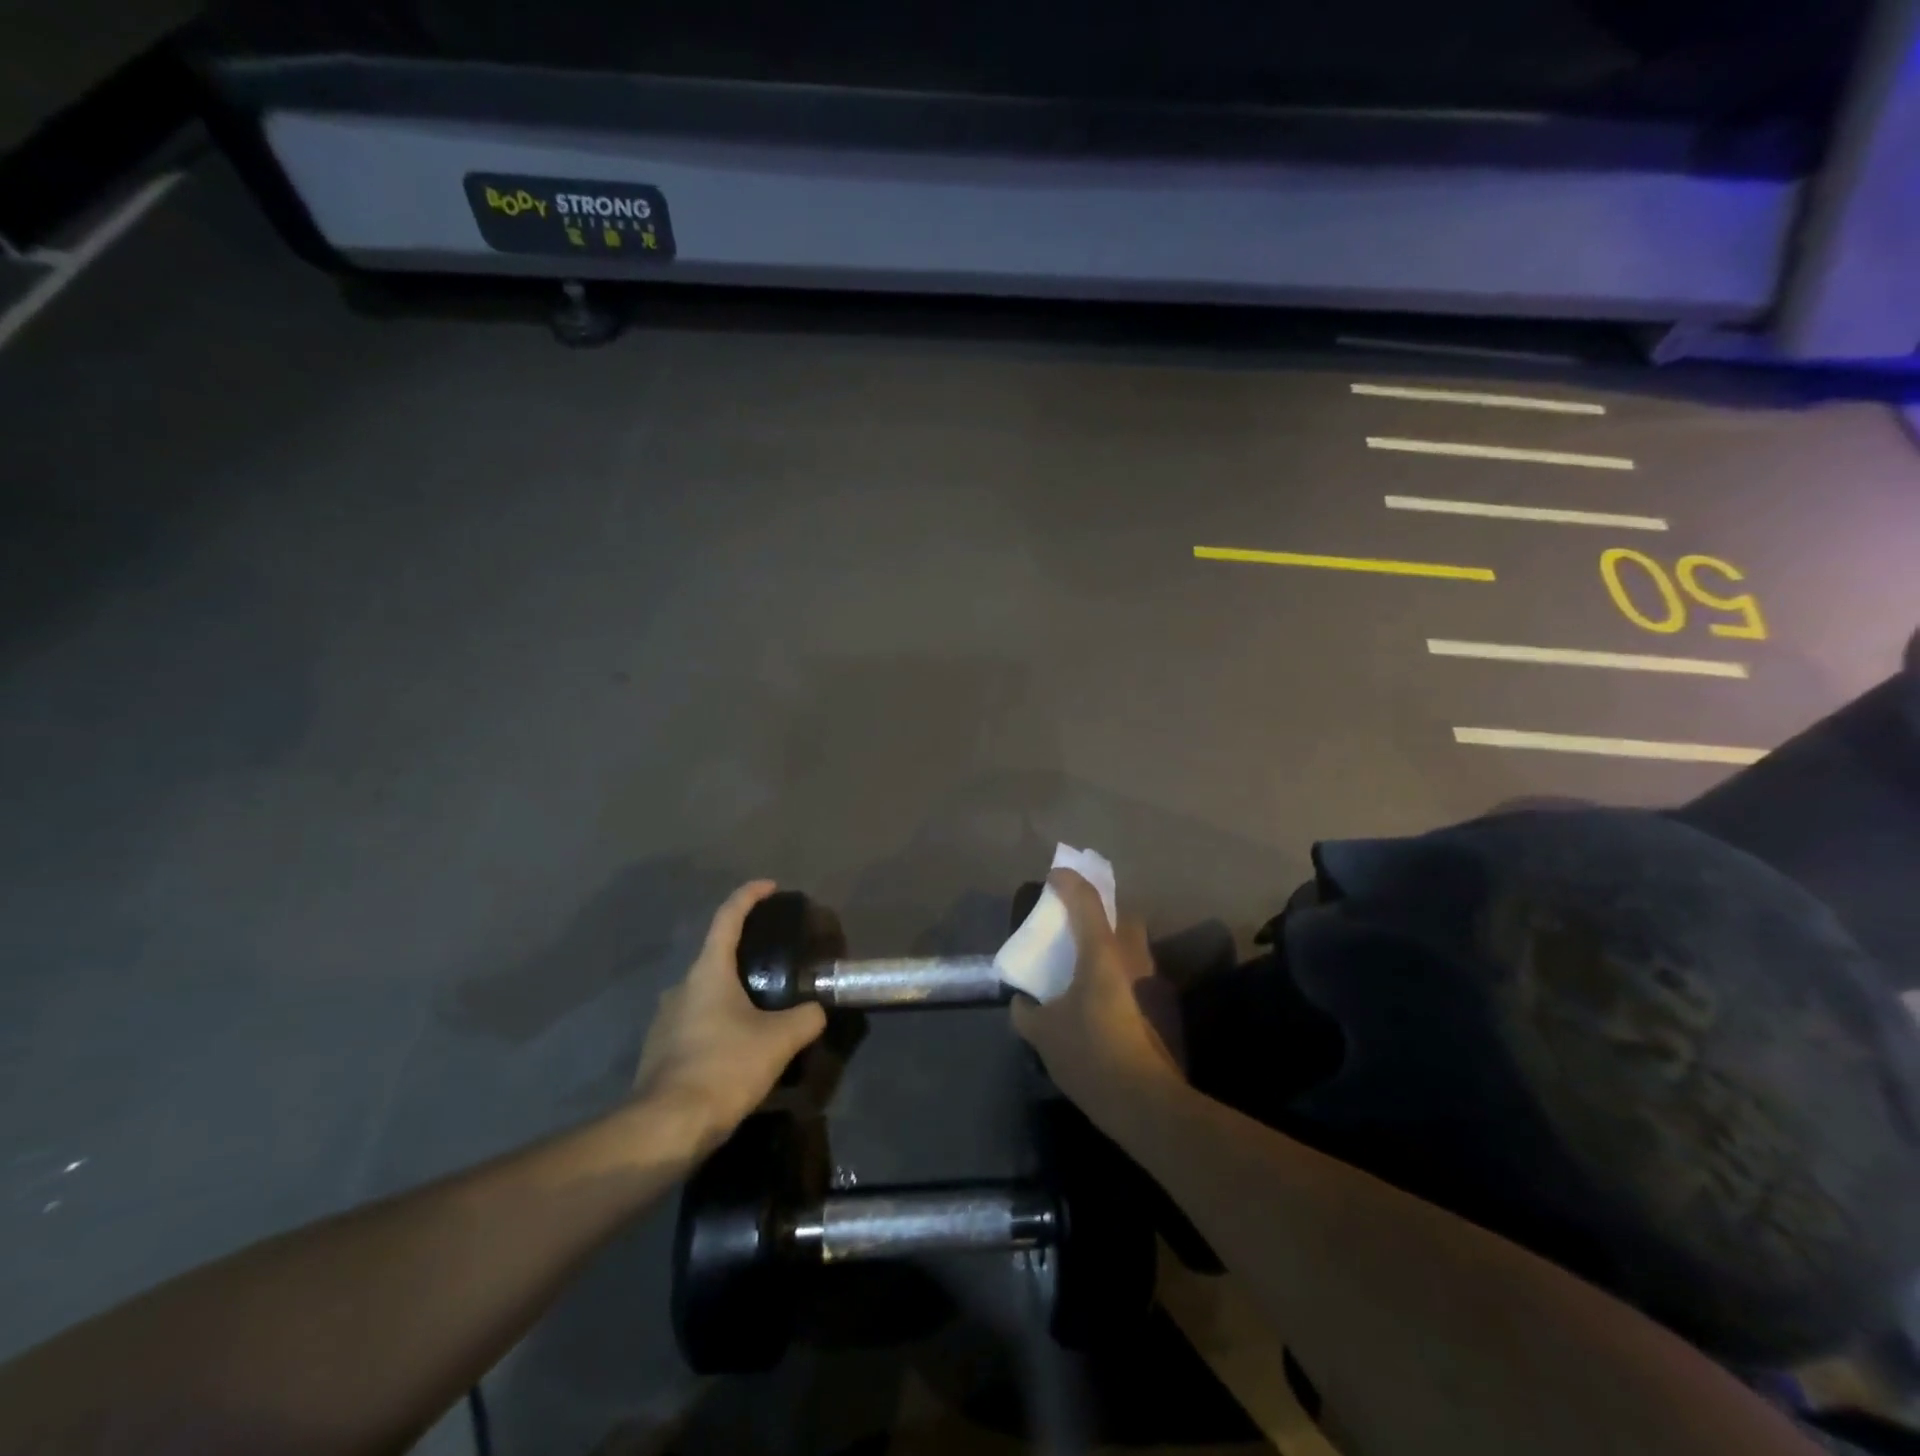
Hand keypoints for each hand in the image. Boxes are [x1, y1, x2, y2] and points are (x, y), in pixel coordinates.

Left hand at [633, 881, 825, 1146]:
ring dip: (733, 994)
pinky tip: (740, 1046)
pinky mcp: (660, 1050)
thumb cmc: (724, 1067)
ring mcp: (666, 1019)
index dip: (750, 896)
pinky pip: (697, 1023)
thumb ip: (805, 1018)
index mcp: (708, 972)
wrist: (666, 1126)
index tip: (770, 887)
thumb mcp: (779, 1041)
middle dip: (746, 953)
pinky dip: (720, 1023)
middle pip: (717, 956)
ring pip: (706, 993)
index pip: (728, 917)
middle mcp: (682, 987)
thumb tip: (816, 1010)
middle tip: (777, 960)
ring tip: (764, 1009)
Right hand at [1011, 869, 1184, 1125]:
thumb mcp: (1044, 1034)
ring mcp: (1152, 982)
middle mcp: (1132, 957)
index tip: (1053, 876)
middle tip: (1076, 922)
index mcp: (1101, 953)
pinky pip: (1137, 973)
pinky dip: (1119, 973)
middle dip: (1101, 910)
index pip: (1086, 901)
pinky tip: (1102, 999)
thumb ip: (1027, 1011)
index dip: (1068, 882)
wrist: (1147, 1102)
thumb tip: (1023, 1002)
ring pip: (1133, 945)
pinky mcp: (1163, 1007)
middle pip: (1122, 916)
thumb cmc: (1091, 1055)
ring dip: (1112, 943)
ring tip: (1086, 963)